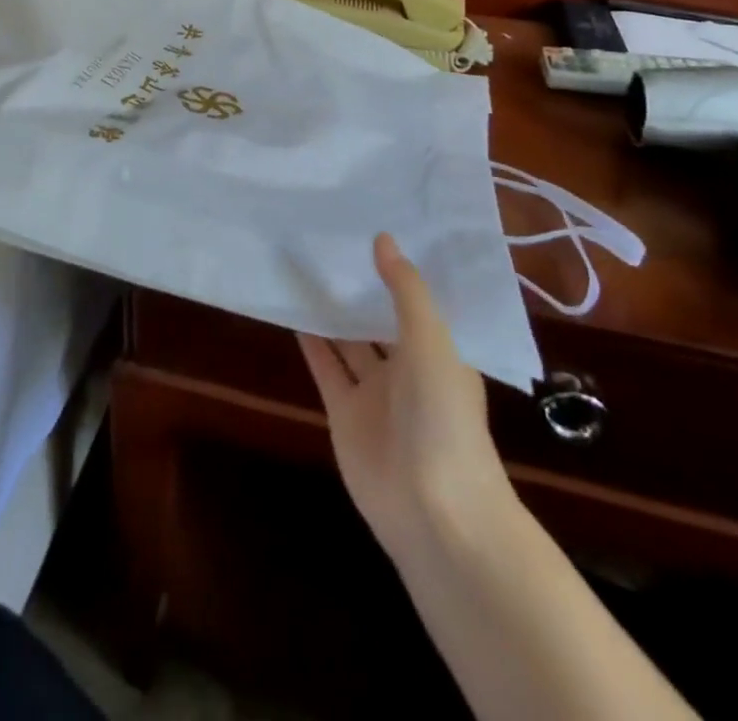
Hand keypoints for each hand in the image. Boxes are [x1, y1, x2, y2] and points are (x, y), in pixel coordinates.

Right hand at [298, 233, 516, 563]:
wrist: (433, 510)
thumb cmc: (444, 418)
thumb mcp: (432, 343)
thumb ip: (406, 291)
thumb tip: (382, 238)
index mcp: (441, 352)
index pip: (419, 302)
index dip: (399, 269)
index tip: (375, 226)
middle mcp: (409, 369)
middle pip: (379, 318)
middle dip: (360, 287)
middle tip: (330, 238)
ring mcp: (375, 393)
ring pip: (349, 341)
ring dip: (331, 311)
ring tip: (304, 266)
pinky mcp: (345, 413)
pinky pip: (326, 368)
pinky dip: (310, 342)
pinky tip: (292, 310)